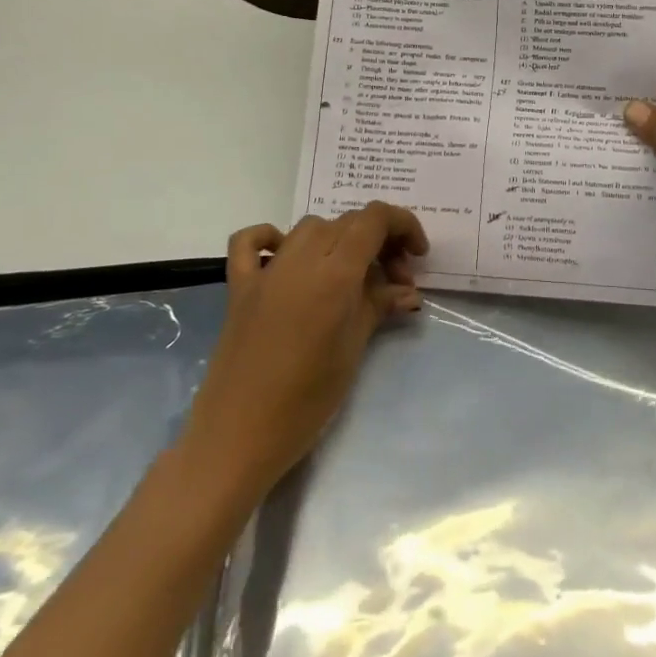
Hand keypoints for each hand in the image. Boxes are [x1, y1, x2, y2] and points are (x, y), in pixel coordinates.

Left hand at [179, 203, 427, 511]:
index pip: (374, 220)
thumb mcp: (354, 349)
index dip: (402, 225)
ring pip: (310, 228)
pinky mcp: (239, 287)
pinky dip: (270, 237)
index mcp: (335, 274)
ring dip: (339, 239)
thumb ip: (380, 306)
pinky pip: (249, 243)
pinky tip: (286, 256)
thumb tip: (407, 292)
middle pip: (347, 223)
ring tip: (352, 275)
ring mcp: (265, 271)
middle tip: (394, 280)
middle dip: (379, 239)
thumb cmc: (308, 400)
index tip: (417, 256)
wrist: (239, 436)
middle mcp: (299, 260)